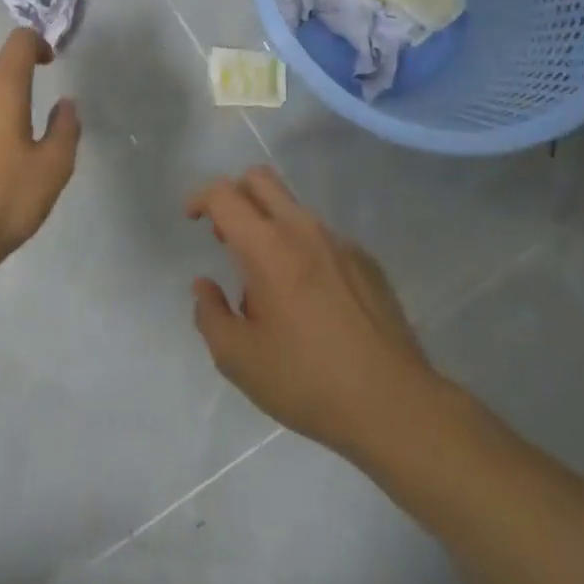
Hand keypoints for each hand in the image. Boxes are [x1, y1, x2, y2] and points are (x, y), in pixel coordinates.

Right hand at [187, 166, 440, 457]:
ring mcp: (340, 242)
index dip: (200, 198)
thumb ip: (210, 315)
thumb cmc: (306, 381)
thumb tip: (204, 286)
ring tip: (267, 283)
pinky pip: (322, 237)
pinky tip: (309, 299)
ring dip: (268, 226)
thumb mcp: (238, 360)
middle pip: (261, 180)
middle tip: (225, 237)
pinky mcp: (366, 260)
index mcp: (267, 248)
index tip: (192, 219)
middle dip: (234, 195)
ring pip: (293, 208)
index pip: (225, 195)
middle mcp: (303, 230)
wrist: (392, 403)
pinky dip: (301, 249)